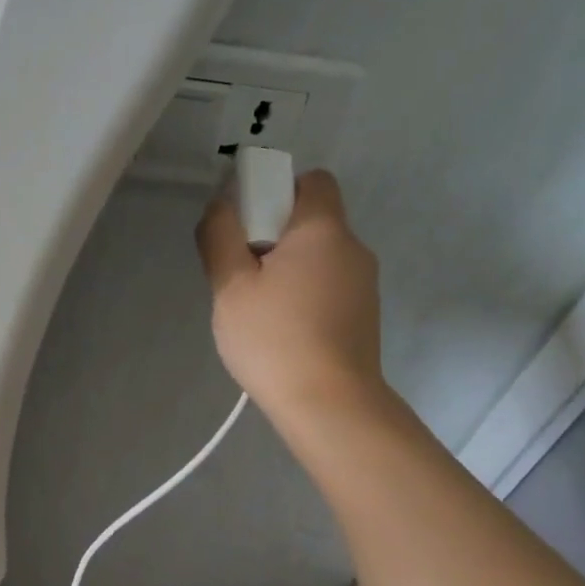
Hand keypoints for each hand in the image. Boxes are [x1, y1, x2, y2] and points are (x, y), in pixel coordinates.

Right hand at [195, 170, 389, 428]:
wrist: (329, 405)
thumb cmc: (275, 338)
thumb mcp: (230, 286)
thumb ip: (220, 236)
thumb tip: (221, 205)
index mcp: (323, 229)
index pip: (312, 180)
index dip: (277, 190)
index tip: (247, 225)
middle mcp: (353, 248)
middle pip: (311, 222)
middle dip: (273, 236)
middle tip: (241, 275)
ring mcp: (364, 285)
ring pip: (317, 258)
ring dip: (287, 271)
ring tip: (257, 311)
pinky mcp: (363, 317)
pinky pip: (327, 288)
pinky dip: (303, 296)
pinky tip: (281, 332)